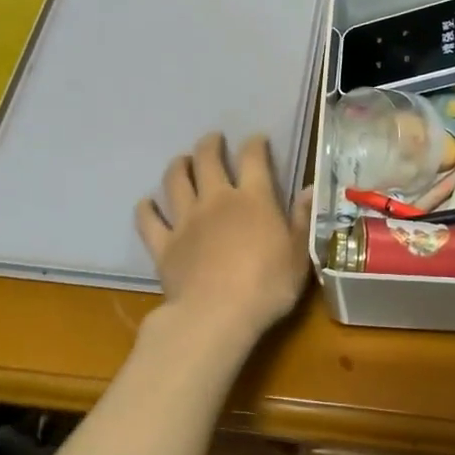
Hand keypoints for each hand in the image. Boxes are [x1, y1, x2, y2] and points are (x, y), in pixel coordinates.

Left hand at [136, 133, 313, 345]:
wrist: (217, 316)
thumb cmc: (267, 287)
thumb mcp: (298, 255)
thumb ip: (301, 220)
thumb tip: (309, 189)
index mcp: (253, 199)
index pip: (253, 159)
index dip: (254, 144)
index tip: (257, 139)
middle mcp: (216, 200)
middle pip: (208, 160)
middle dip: (210, 144)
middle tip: (213, 139)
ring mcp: (186, 221)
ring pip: (175, 182)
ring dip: (178, 166)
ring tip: (182, 161)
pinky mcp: (163, 245)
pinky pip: (148, 220)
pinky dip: (146, 208)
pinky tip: (147, 203)